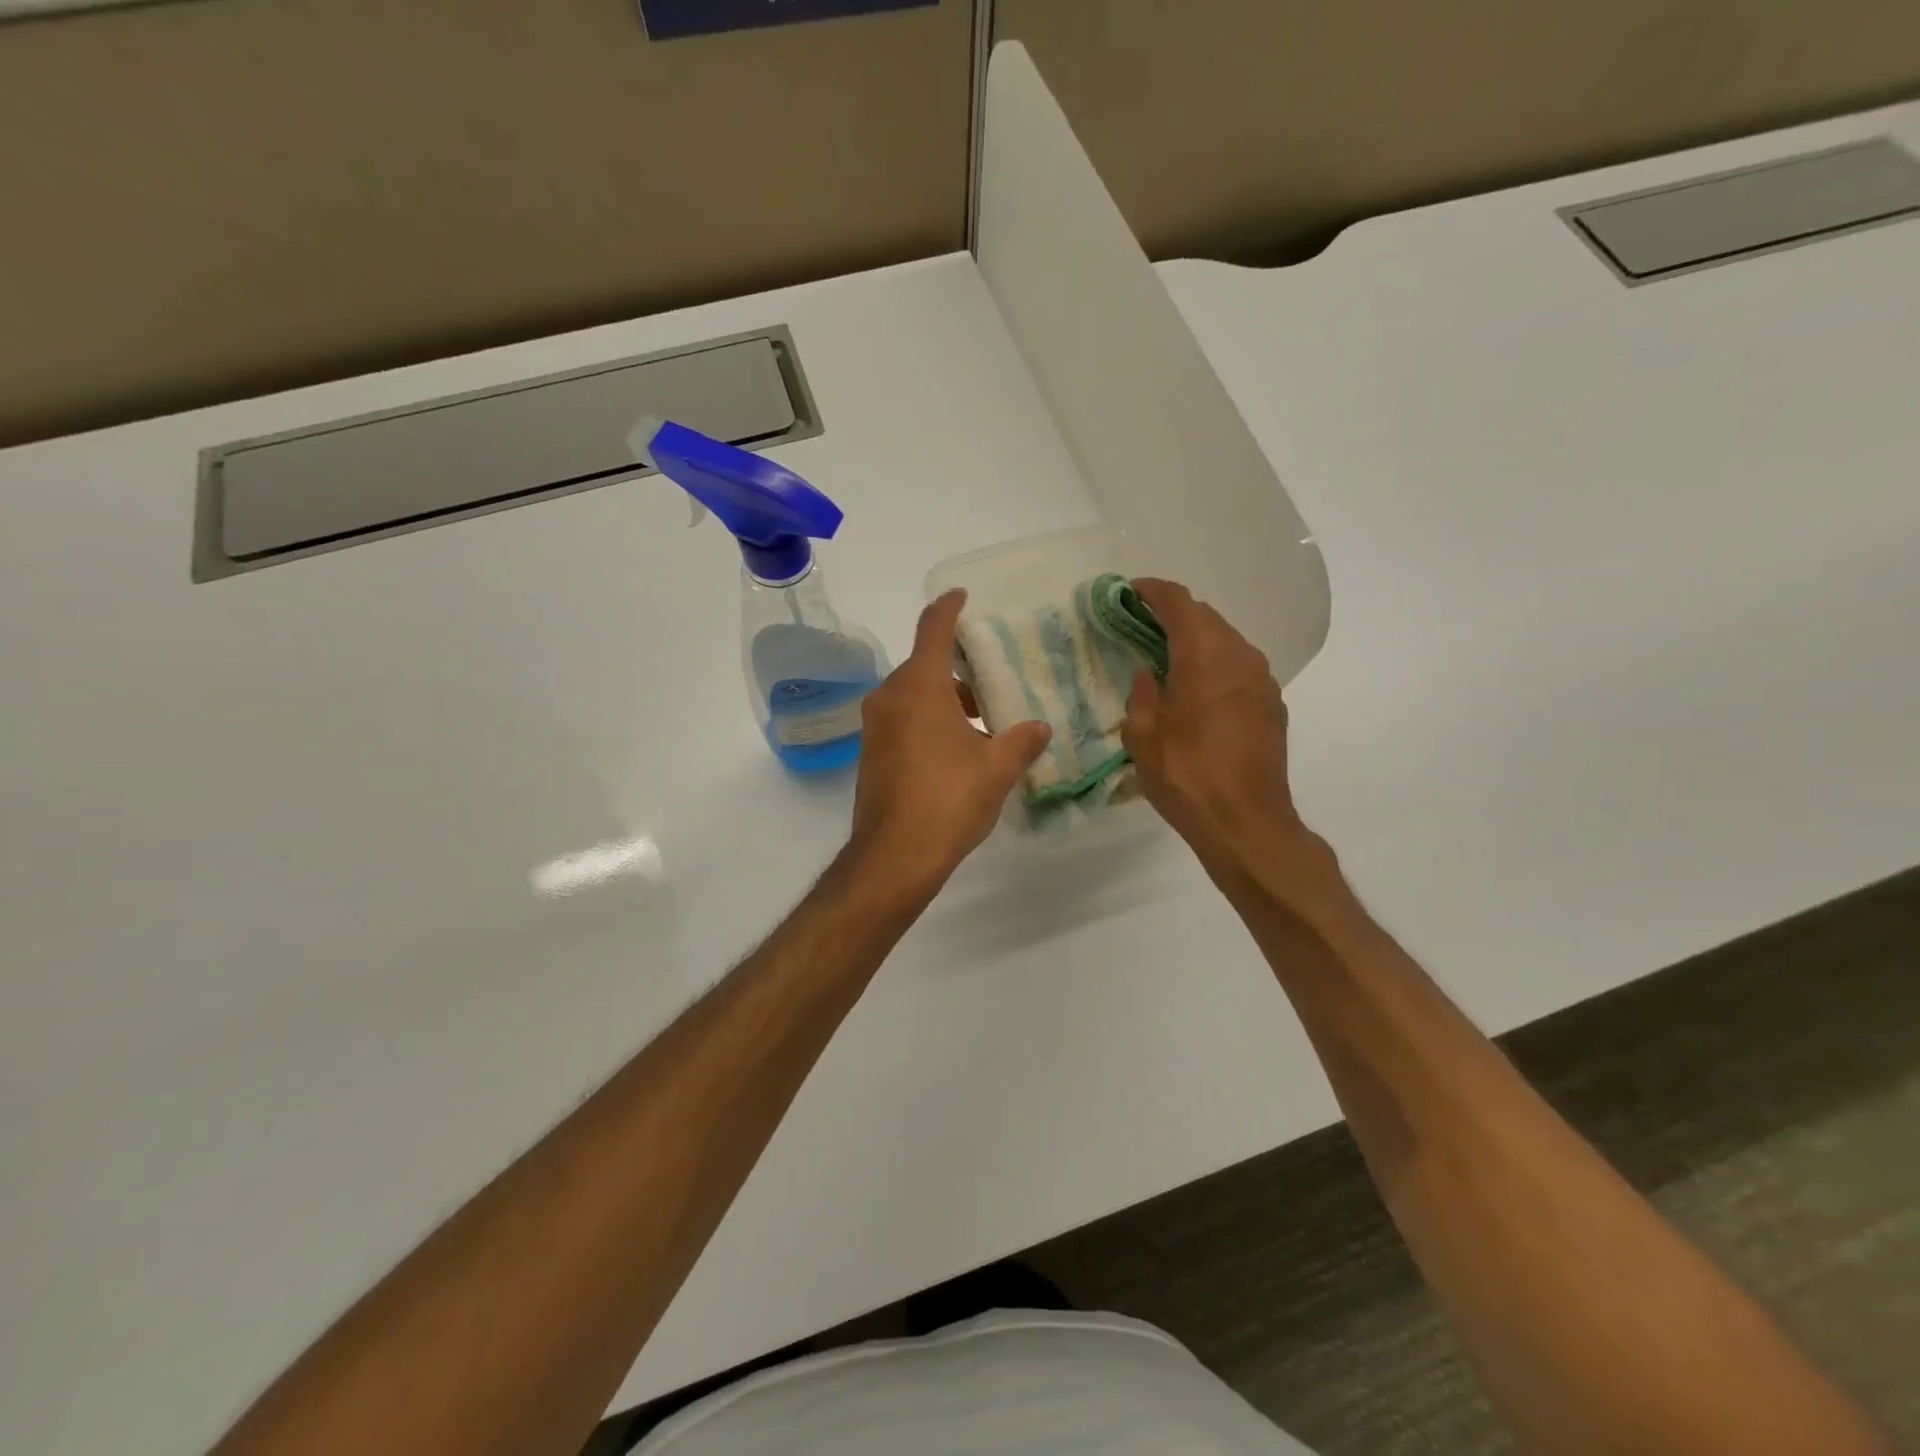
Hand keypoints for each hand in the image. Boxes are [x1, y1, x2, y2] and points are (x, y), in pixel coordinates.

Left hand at [850, 590, 1051, 891]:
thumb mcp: (997, 769)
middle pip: (924, 665)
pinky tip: (955, 750)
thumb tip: (1041, 728)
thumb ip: (1022, 741)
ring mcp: (875, 726)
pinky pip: (902, 719)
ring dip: (944, 699)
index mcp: (920, 686)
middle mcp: (890, 697)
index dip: (949, 607)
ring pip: (913, 695)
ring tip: (982, 723)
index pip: (934, 629)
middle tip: (992, 681)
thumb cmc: (949, 800)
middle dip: (958, 669)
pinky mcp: (870, 752)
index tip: (961, 595)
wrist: (894, 855)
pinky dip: (927, 721)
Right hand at [1122, 579, 1310, 869]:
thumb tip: (1149, 674)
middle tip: (1141, 626)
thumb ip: (1142, 694)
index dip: (1152, 591)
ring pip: (1226, 640)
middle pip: (1206, 616)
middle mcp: (1239, 656)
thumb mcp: (1143, 736)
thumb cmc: (1186, 776)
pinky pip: (1240, 666)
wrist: (1246, 823)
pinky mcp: (1272, 703)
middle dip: (1173, 614)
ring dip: (1197, 639)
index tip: (1129, 592)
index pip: (1179, 602)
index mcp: (1204, 656)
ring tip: (1167, 657)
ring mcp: (1262, 680)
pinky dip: (1215, 663)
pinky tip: (1197, 688)